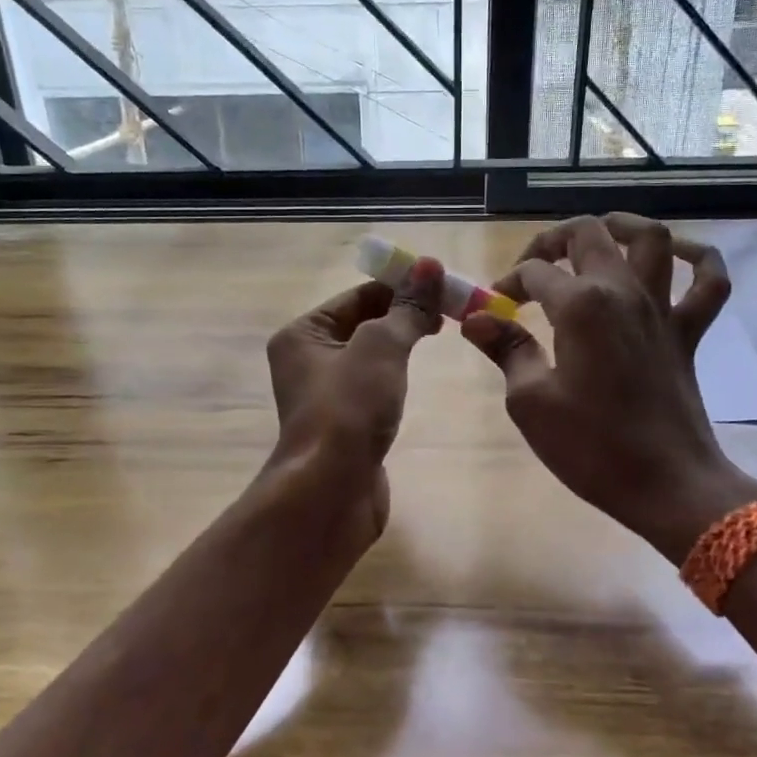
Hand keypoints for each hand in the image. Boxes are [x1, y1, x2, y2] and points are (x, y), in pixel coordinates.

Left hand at [265, 257, 443, 535]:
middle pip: (364, 323)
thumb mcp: (381, 347)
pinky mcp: (346, 424)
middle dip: (405, 314)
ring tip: (443, 335)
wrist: (331, 491)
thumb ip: (407, 308)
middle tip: (452, 309)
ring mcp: (327, 395)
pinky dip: (397, 377)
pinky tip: (420, 377)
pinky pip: (374, 387)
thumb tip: (429, 265)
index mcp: (303, 334)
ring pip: (371, 356)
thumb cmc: (349, 408)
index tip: (444, 285)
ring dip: (403, 344)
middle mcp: (308, 360)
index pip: (358, 296)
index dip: (400, 286)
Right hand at [461, 215, 756, 563]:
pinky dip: (697, 257)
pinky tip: (674, 255)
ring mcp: (662, 309)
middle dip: (552, 240)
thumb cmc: (591, 447)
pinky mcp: (688, 332)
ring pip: (650, 239)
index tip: (493, 311)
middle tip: (532, 266)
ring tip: (597, 234)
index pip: (534, 273)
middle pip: (588, 235)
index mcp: (580, 306)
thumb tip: (476, 319)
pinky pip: (708, 282)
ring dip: (621, 226)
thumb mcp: (531, 402)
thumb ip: (506, 350)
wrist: (667, 485)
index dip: (507, 285)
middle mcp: (623, 292)